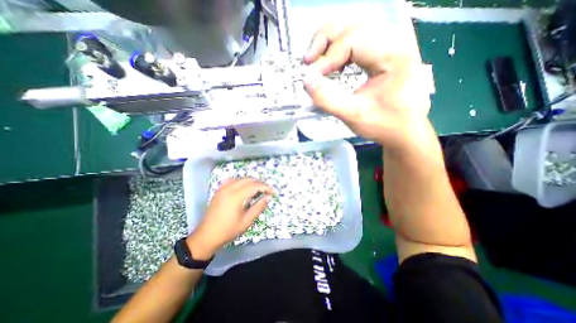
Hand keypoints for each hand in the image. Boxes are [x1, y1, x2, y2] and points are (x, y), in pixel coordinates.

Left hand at [186, 177, 272, 258]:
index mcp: (236, 196)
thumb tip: (269, 197)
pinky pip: (232, 180)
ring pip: (241, 178)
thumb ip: (259, 207)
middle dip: (260, 183)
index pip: (255, 186)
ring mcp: (223, 188)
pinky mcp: (219, 190)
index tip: (273, 192)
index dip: (266, 187)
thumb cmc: (228, 231)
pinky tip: (243, 187)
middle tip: (267, 191)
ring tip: (258, 189)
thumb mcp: (246, 221)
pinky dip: (241, 181)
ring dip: (251, 181)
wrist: (206, 236)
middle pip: (249, 179)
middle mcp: (229, 188)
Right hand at [303, 24, 433, 149]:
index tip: (311, 78)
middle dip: (324, 45)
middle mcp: (393, 43)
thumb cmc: (383, 125)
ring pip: (351, 34)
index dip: (327, 58)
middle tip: (308, 65)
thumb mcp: (353, 115)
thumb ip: (328, 99)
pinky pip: (355, 46)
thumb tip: (306, 80)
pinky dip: (338, 55)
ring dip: (329, 49)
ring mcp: (388, 47)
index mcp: (393, 54)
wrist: (403, 131)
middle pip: (351, 29)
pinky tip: (333, 69)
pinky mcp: (381, 56)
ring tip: (317, 68)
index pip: (352, 40)